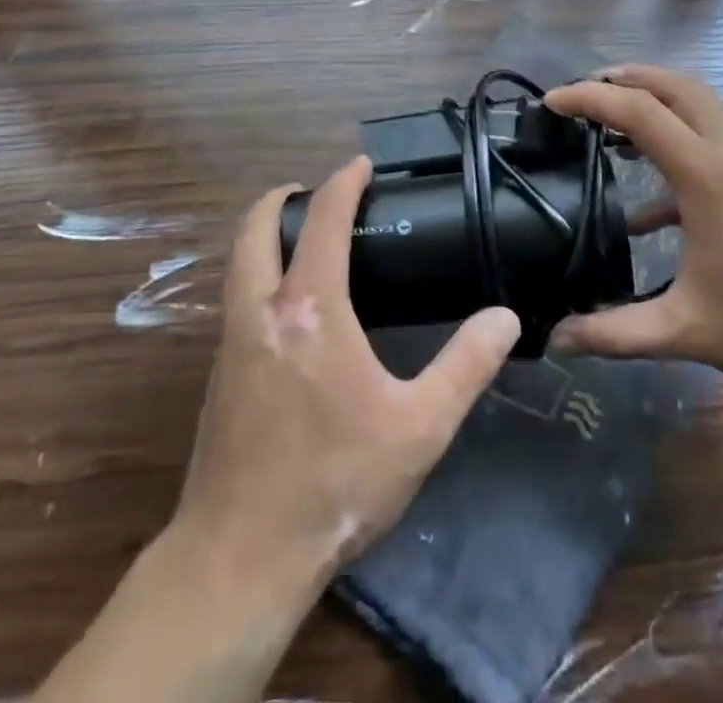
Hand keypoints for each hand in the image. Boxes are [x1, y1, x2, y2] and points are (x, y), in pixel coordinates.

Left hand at [174, 156, 520, 582]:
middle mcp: (260, 308)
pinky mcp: (218, 371)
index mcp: (309, 308)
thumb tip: (504, 318)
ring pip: (238, 260)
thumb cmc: (335, 484)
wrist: (240, 558)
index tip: (361, 164)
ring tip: (307, 242)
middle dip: (282, 196)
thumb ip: (465, 366)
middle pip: (255, 226)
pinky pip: (237, 295)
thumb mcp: (419, 428)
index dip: (342, 181)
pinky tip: (292, 308)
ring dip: (266, 234)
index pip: (322, 218)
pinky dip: (260, 272)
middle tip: (319, 195)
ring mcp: (231, 339)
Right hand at [544, 66, 722, 399]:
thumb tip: (554, 341)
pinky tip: (653, 206)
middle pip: (676, 85)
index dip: (588, 99)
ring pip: (702, 105)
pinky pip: (716, 139)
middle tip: (583, 92)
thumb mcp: (688, 331)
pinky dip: (678, 145)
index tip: (550, 102)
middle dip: (626, 78)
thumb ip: (615, 333)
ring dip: (656, 101)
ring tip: (613, 123)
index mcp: (709, 176)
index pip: (638, 111)